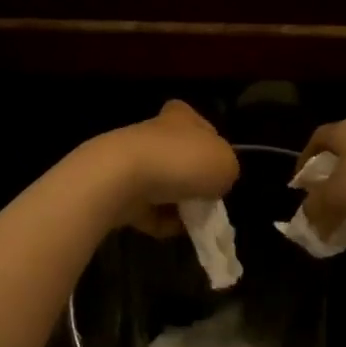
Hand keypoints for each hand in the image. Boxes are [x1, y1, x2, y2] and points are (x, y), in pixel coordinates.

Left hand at [101, 101, 238, 235]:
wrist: (122, 179)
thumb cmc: (182, 161)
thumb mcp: (226, 164)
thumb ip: (227, 171)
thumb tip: (214, 183)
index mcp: (181, 117)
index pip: (199, 124)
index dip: (211, 145)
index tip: (218, 168)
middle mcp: (155, 134)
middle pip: (181, 159)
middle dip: (194, 182)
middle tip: (208, 201)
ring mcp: (133, 162)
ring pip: (164, 186)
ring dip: (178, 205)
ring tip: (192, 221)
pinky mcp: (118, 190)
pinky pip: (147, 210)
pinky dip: (159, 221)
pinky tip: (170, 229)